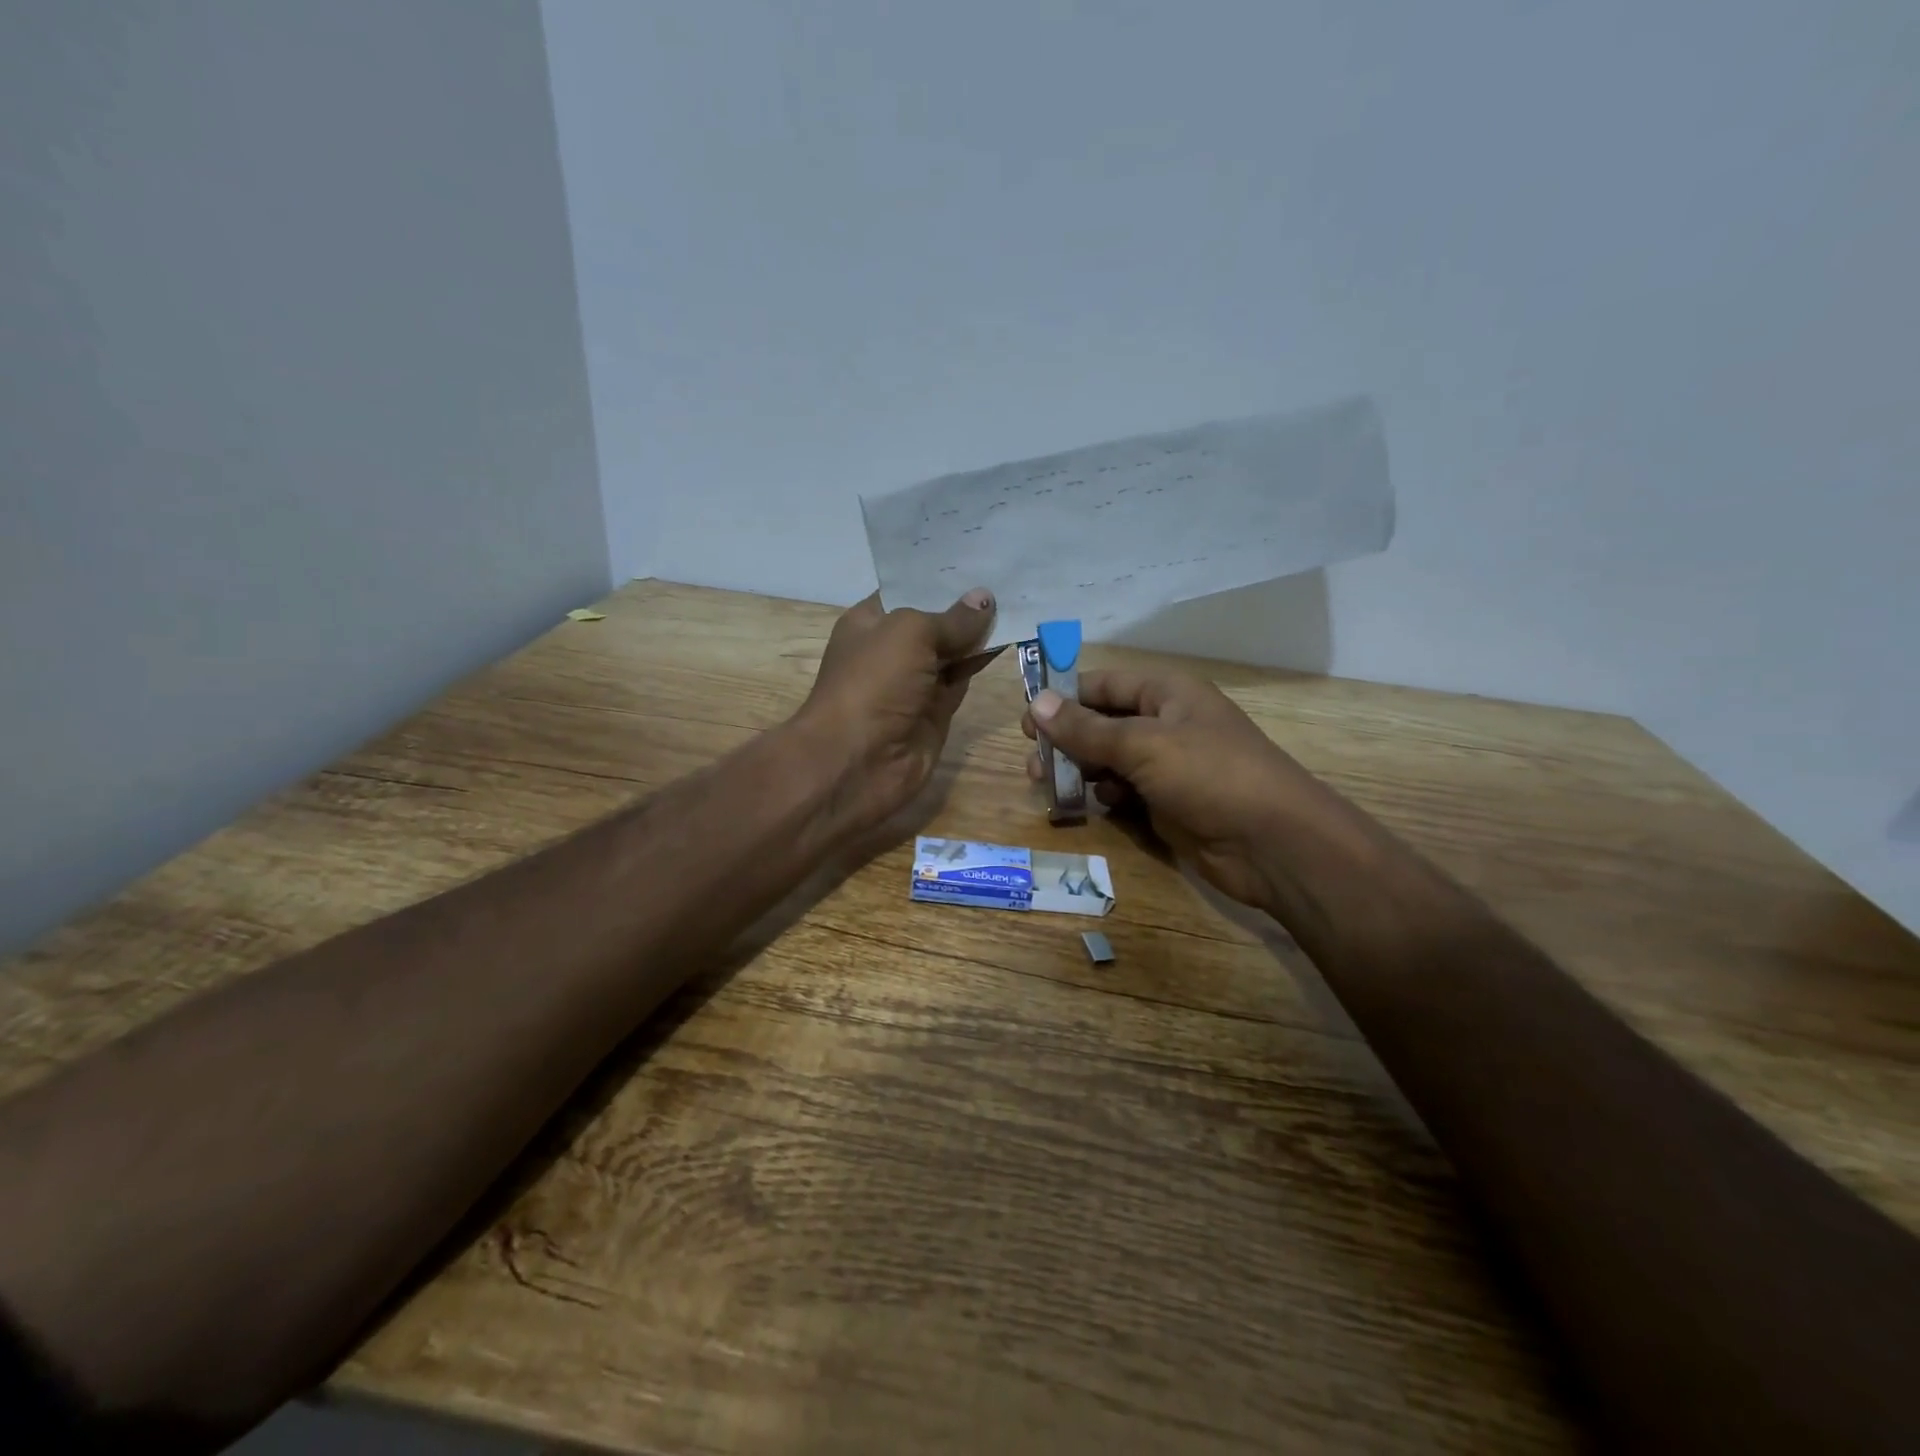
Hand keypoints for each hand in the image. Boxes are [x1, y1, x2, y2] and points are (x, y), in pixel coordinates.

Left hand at [795, 589, 998, 833]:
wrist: (857, 761)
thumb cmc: (873, 683)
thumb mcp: (910, 634)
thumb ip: (952, 618)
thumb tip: (985, 598)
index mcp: (870, 622)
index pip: (908, 589)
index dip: (940, 574)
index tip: (980, 554)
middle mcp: (891, 649)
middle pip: (934, 619)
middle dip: (967, 601)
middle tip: (1011, 573)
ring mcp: (915, 682)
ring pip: (953, 650)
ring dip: (980, 631)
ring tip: (1020, 599)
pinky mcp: (936, 710)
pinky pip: (963, 678)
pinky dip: (983, 660)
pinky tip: (1011, 637)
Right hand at [1022, 669, 1330, 910]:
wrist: (1273, 844)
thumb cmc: (1209, 775)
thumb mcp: (1143, 745)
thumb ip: (1087, 728)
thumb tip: (1036, 703)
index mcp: (1166, 693)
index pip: (1103, 684)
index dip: (1063, 698)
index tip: (1026, 721)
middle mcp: (1165, 723)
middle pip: (1102, 723)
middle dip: (1067, 741)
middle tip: (1033, 764)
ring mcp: (1168, 766)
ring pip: (1110, 760)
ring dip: (1081, 771)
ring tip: (1049, 788)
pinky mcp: (1168, 803)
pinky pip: (1124, 792)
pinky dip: (1105, 797)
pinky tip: (1094, 807)